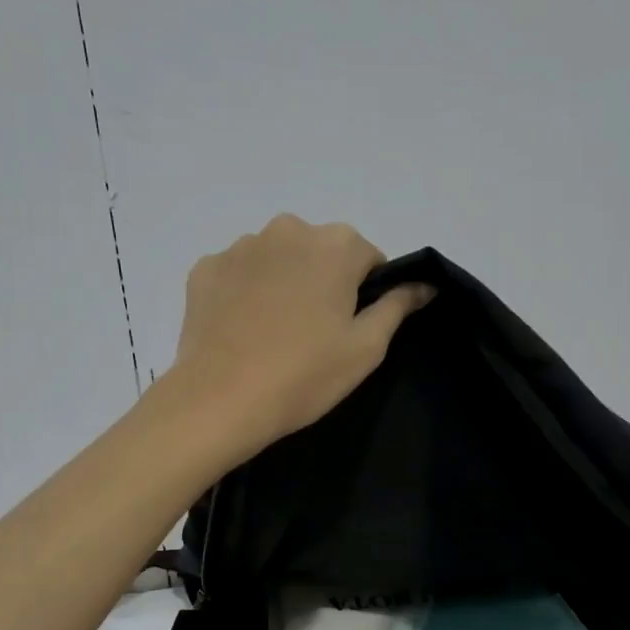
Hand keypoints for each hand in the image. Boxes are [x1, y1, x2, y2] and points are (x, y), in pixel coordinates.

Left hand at [166, 215, 433, 458]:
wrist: (221, 400)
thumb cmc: (305, 375)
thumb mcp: (366, 347)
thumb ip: (397, 306)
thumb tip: (424, 284)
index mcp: (335, 244)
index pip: (368, 258)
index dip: (365, 294)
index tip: (350, 328)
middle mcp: (287, 229)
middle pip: (320, 252)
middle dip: (323, 282)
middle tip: (314, 333)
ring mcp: (240, 246)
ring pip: (278, 259)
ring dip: (283, 283)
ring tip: (275, 334)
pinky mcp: (205, 268)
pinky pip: (239, 274)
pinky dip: (245, 293)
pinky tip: (243, 330)